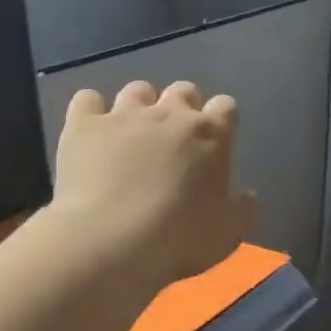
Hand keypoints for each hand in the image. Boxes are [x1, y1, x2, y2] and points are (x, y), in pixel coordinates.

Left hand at [52, 80, 255, 288]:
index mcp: (211, 134)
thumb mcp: (229, 232)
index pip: (226, 106)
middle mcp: (169, 113)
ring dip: (140, 107)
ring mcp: (123, 114)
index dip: (222, 121)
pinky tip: (93, 134)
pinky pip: (88, 100)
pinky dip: (92, 112)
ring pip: (137, 90)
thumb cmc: (180, 238)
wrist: (111, 241)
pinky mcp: (83, 124)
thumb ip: (243, 207)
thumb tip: (246, 195)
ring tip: (133, 135)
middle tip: (175, 141)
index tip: (216, 143)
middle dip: (182, 109)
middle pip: (183, 90)